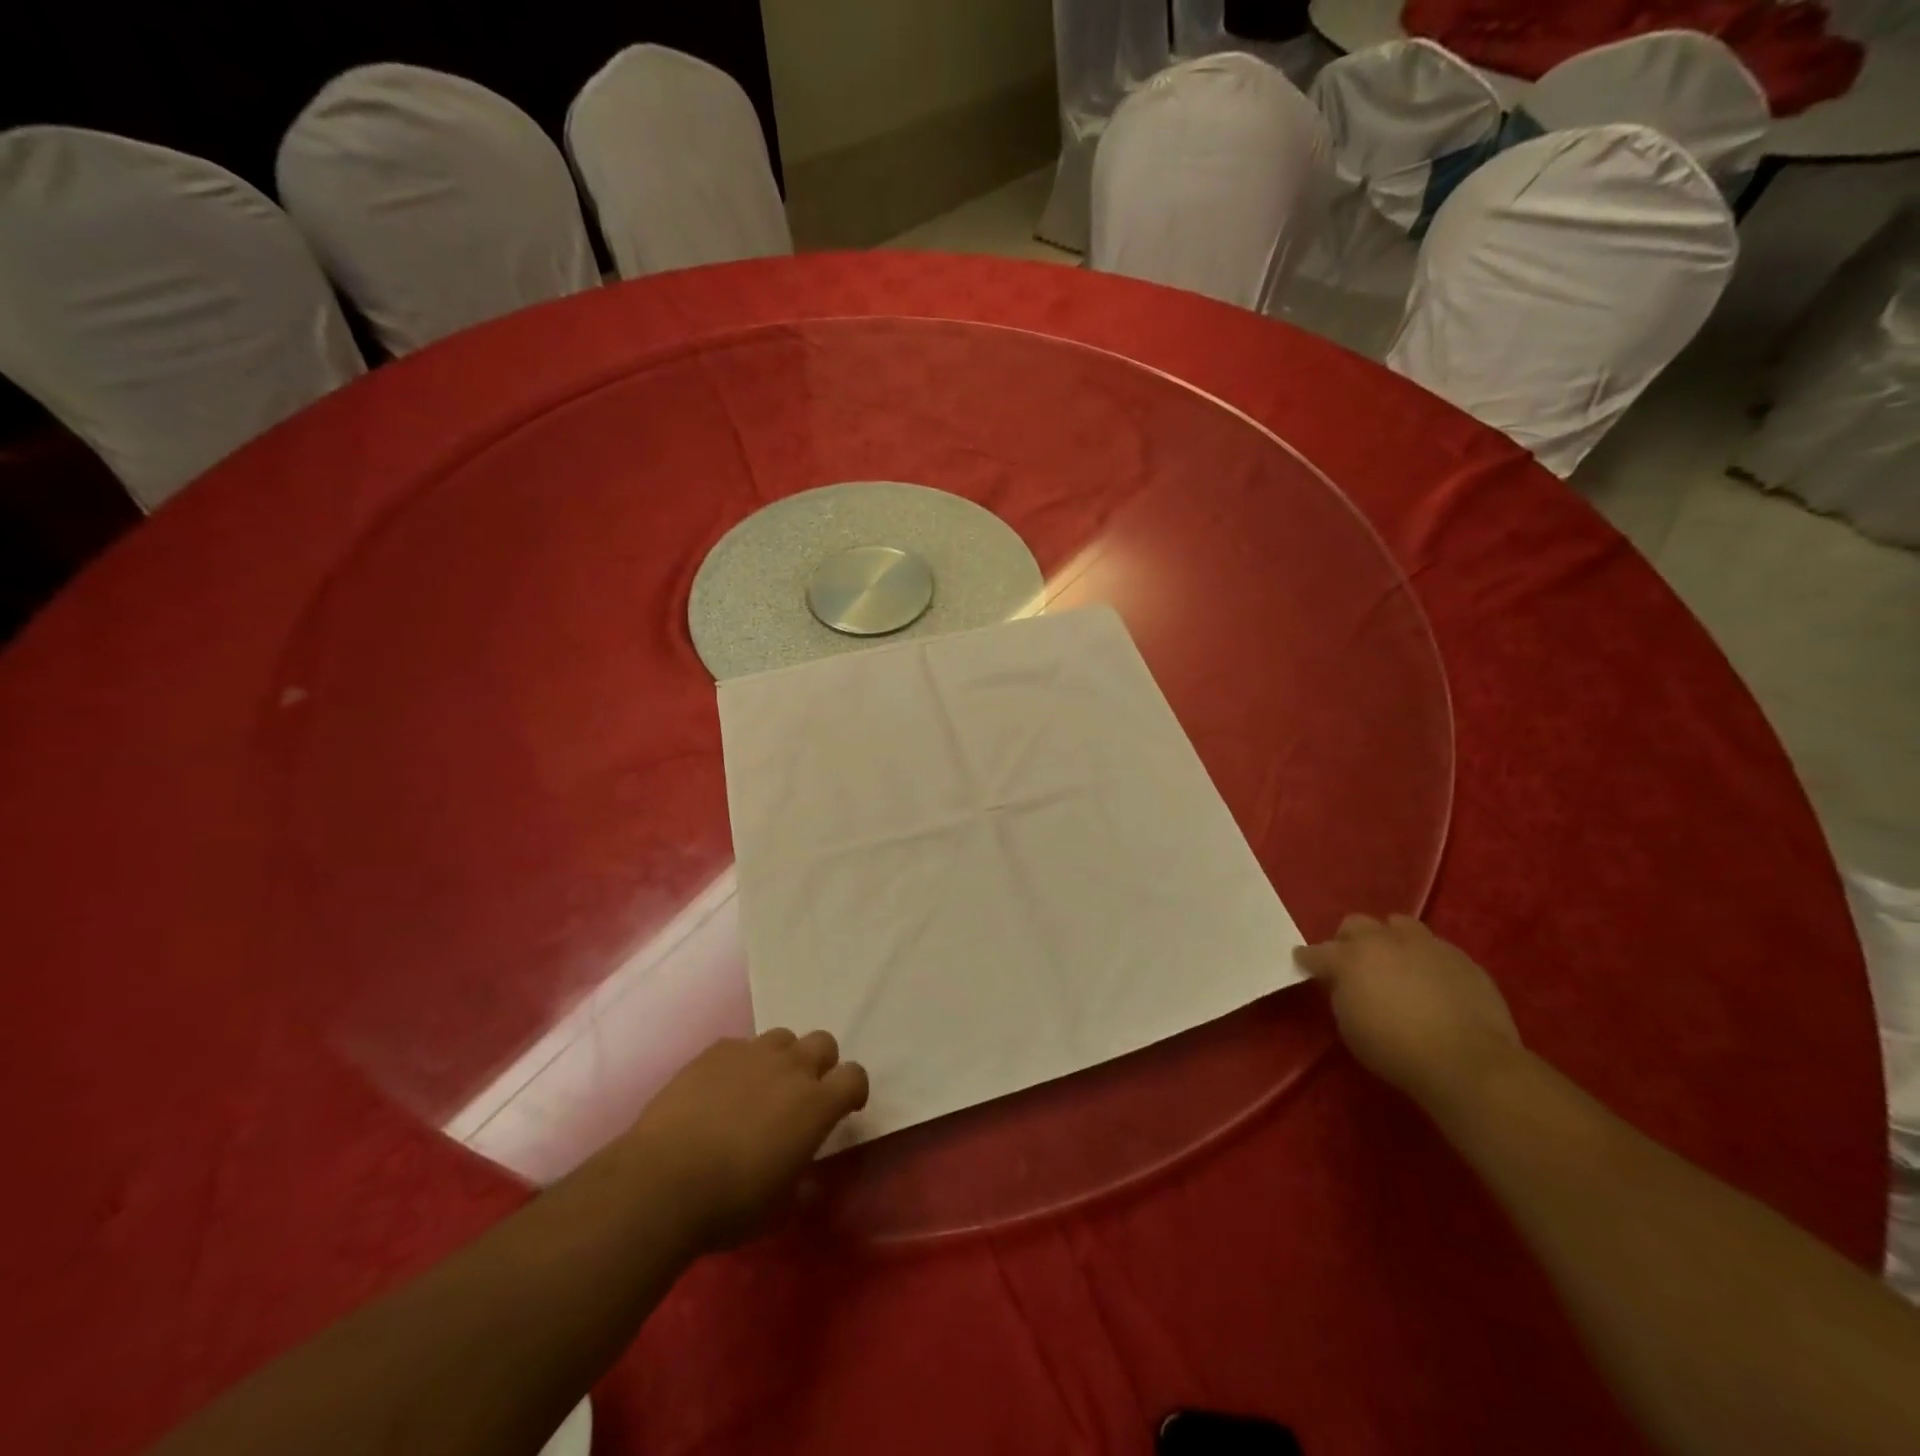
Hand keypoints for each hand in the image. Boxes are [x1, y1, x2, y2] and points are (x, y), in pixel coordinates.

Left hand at [625, 1029, 868, 1250]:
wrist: (664, 1182)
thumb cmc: (731, 1204)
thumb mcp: (779, 1207)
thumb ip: (801, 1180)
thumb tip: (807, 1176)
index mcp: (816, 1104)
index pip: (854, 1076)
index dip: (853, 1090)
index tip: (845, 1108)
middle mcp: (791, 1068)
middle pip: (823, 1042)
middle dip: (820, 1064)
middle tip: (802, 1094)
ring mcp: (752, 1053)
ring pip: (782, 1038)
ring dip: (781, 1059)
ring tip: (760, 1088)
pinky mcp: (715, 1051)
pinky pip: (739, 1046)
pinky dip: (740, 1064)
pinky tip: (720, 1090)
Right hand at [1294, 914, 1520, 1109]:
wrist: (1468, 1062)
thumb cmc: (1396, 1051)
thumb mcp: (1350, 1028)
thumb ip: (1342, 995)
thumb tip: (1345, 984)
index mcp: (1349, 959)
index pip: (1316, 952)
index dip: (1308, 959)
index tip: (1304, 964)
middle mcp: (1383, 941)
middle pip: (1356, 924)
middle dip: (1349, 940)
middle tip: (1355, 964)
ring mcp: (1425, 944)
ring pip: (1398, 925)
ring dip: (1390, 940)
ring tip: (1396, 963)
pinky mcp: (1461, 957)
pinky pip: (1435, 947)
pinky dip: (1425, 958)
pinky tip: (1432, 982)